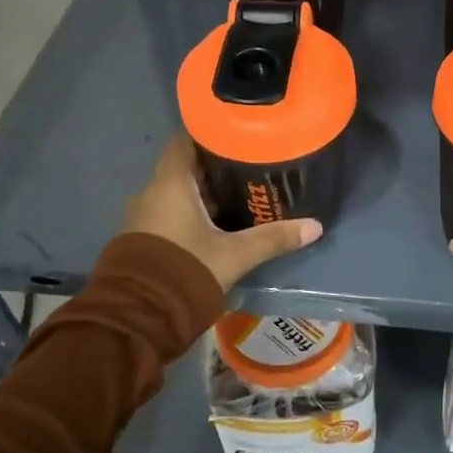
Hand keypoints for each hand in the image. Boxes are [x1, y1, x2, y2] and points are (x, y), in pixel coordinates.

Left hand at [121, 137, 322, 290]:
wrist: (137, 317)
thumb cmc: (185, 271)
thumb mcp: (235, 255)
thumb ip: (273, 239)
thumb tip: (315, 227)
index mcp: (170, 184)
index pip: (184, 141)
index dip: (208, 135)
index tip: (236, 136)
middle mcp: (150, 193)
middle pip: (184, 168)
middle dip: (214, 168)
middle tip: (248, 169)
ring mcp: (141, 217)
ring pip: (176, 194)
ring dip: (202, 195)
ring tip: (237, 198)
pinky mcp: (139, 240)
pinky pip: (167, 214)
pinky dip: (189, 214)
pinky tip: (215, 226)